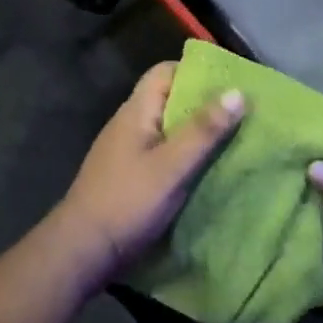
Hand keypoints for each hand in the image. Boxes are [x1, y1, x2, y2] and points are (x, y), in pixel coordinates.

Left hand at [50, 62, 244, 287]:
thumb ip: (204, 130)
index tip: (230, 84)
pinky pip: (162, 152)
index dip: (196, 72)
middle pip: (169, 99)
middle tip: (241, 114)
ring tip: (233, 139)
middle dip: (203, 104)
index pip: (165, 72)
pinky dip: (185, 154)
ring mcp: (127, 150)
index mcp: (136, 111)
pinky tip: (206, 168)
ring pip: (168, 128)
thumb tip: (238, 91)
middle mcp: (129, 123)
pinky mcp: (129, 175)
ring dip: (196, 131)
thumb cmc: (127, 201)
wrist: (82, 251)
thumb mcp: (172, 166)